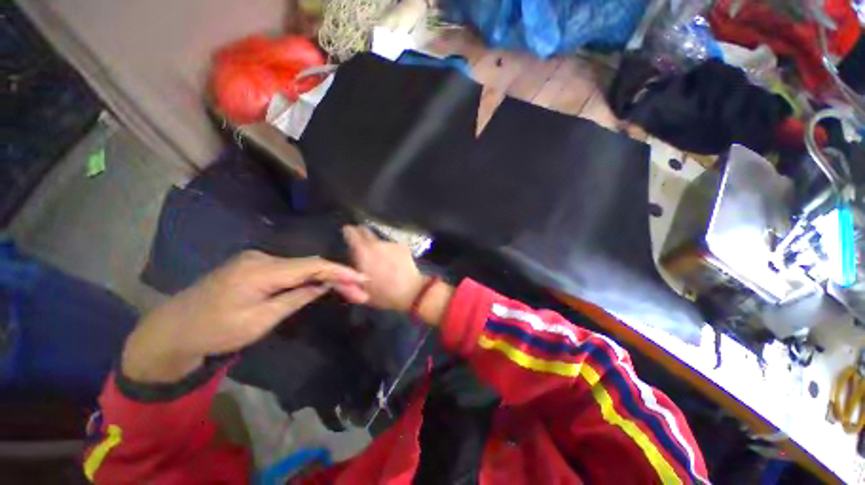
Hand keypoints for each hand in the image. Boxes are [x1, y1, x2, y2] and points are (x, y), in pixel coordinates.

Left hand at [122, 251, 368, 382]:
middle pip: (309, 264)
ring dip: (323, 276)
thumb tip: (323, 285)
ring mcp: (256, 259)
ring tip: (345, 288)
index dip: (339, 270)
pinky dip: (307, 277)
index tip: (361, 278)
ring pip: (301, 266)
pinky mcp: (253, 266)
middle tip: (358, 289)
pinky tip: (320, 285)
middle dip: (336, 276)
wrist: (173, 330)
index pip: (311, 265)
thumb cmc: (215, 331)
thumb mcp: (260, 320)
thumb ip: (295, 298)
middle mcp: (261, 257)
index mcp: (261, 270)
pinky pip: (289, 269)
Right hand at [342, 225, 425, 311]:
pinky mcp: (403, 246)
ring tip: (382, 260)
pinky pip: (392, 246)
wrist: (410, 291)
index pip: (351, 232)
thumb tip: (351, 258)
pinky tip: (394, 262)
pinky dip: (391, 251)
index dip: (348, 232)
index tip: (347, 233)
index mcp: (363, 252)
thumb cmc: (383, 294)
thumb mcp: (360, 288)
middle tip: (363, 247)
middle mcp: (376, 244)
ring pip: (379, 240)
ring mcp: (391, 244)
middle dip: (362, 235)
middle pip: (365, 231)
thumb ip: (351, 270)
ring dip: (378, 247)